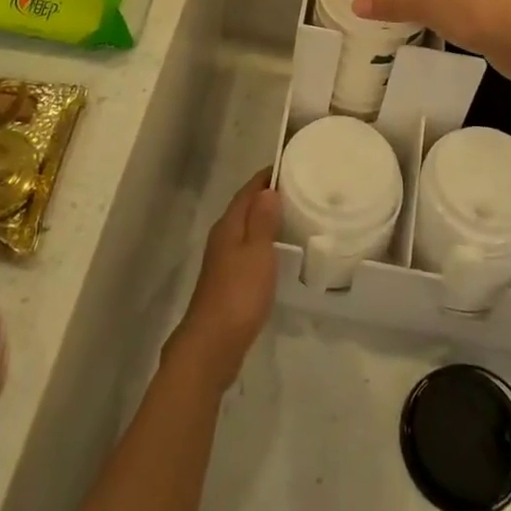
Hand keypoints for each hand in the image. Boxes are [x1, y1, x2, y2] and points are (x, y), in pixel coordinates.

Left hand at [166, 171, 280, 394]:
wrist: (212, 345)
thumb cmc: (239, 294)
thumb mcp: (257, 253)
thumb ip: (262, 221)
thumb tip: (267, 190)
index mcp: (229, 226)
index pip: (248, 191)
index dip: (265, 177)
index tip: (288, 165)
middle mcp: (223, 238)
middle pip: (245, 208)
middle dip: (266, 197)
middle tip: (297, 189)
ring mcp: (223, 261)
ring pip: (245, 230)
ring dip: (264, 220)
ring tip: (292, 217)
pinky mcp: (227, 282)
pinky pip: (247, 250)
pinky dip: (262, 243)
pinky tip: (276, 253)